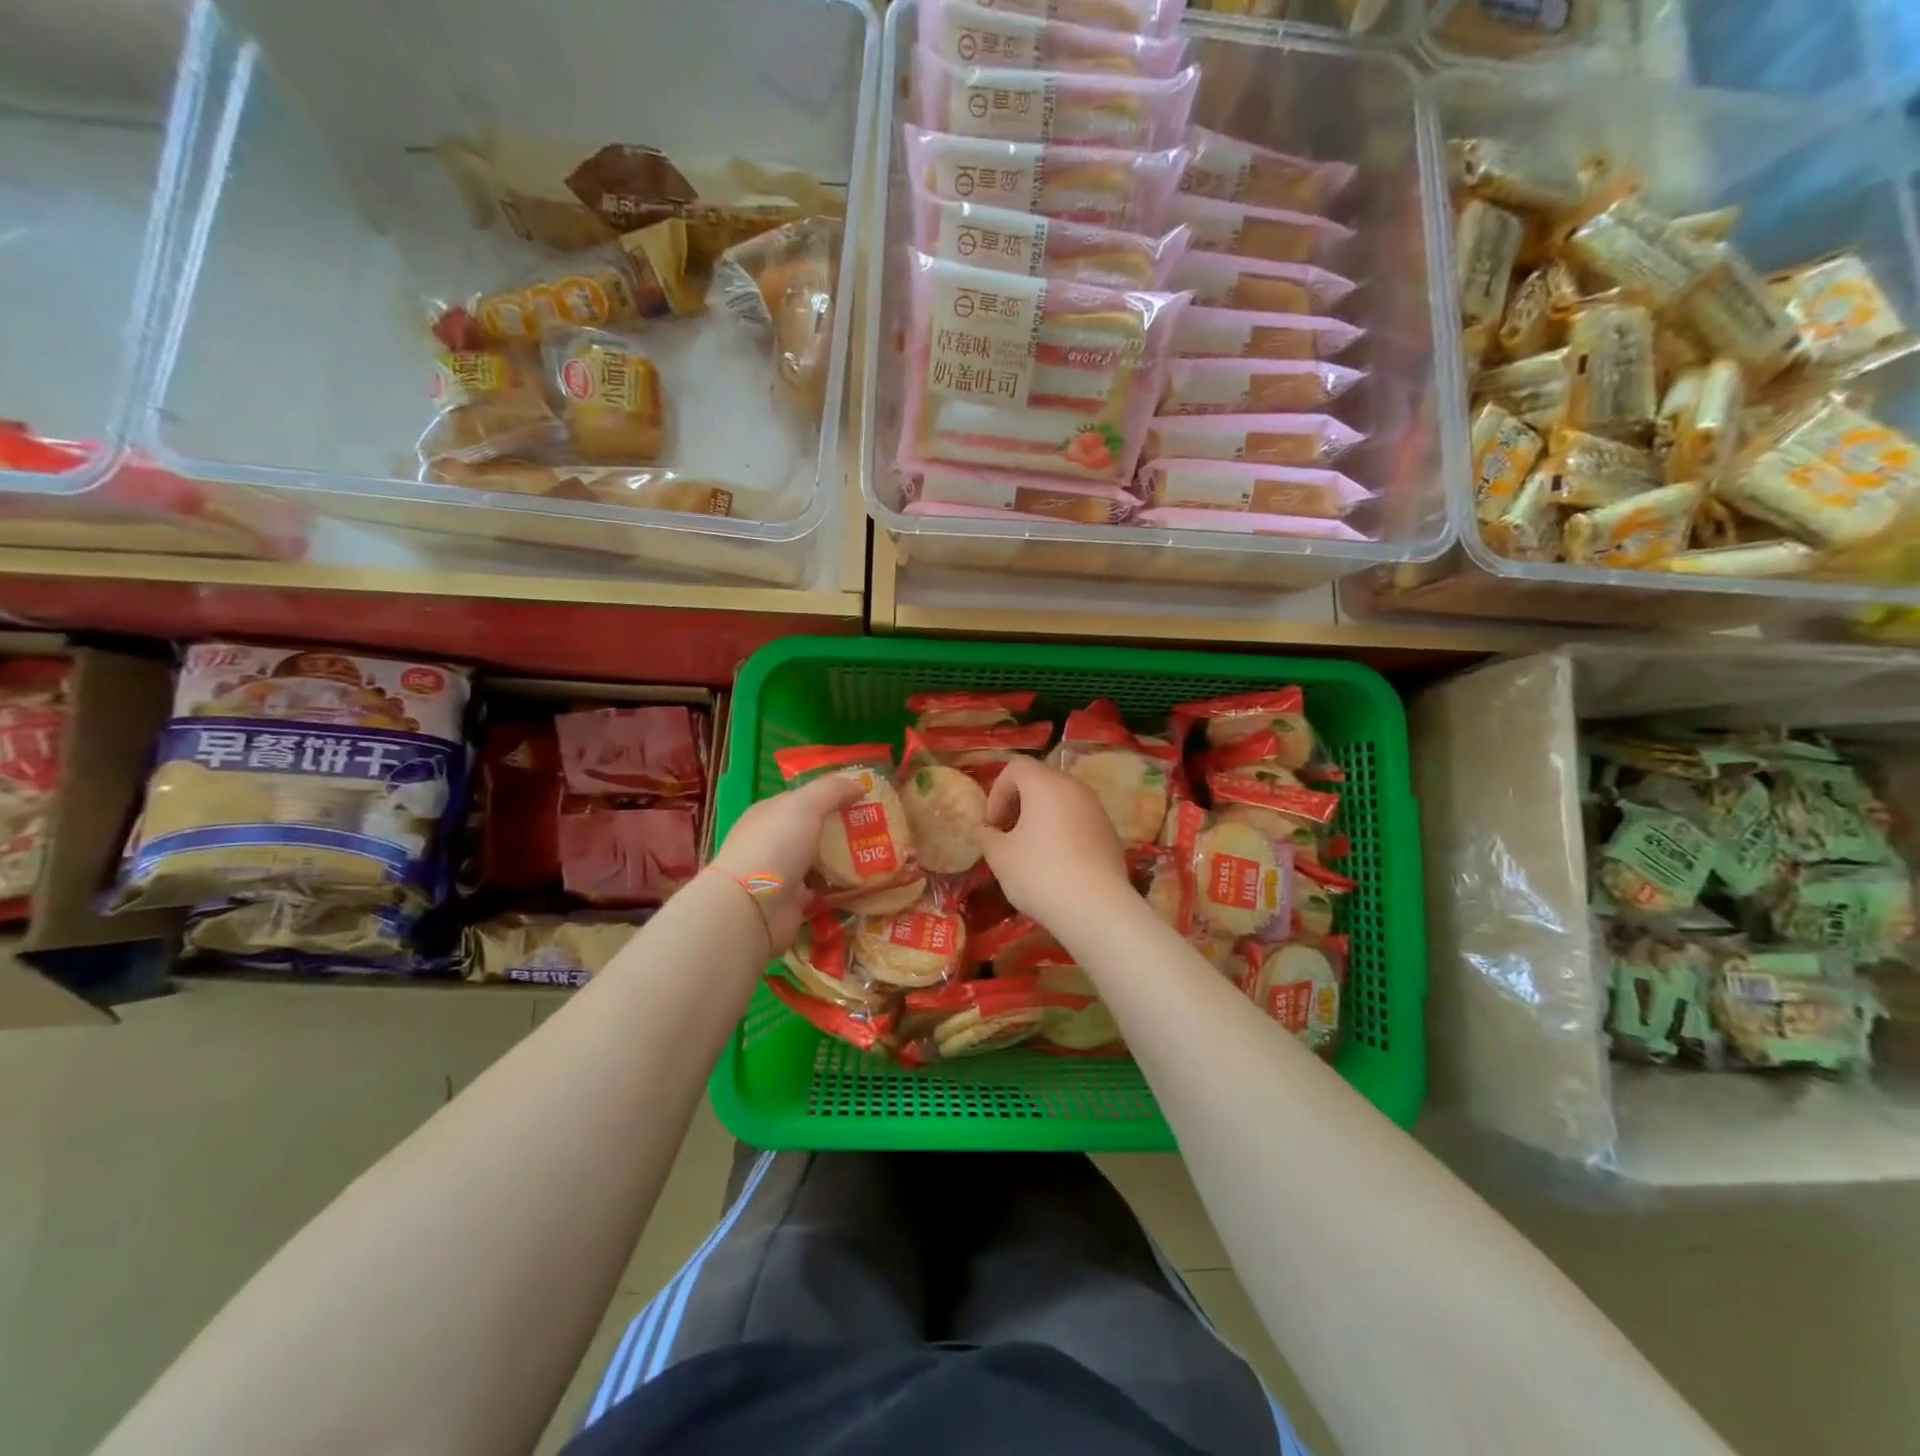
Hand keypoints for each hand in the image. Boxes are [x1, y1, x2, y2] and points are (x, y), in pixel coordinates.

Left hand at [709, 775, 864, 952]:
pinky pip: (823, 889)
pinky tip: (865, 882)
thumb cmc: (776, 845)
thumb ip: (833, 790)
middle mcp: (774, 841)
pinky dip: (840, 887)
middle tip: (879, 827)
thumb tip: (861, 784)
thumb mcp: (806, 805)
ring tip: (879, 854)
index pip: (804, 798)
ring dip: (844, 859)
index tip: (865, 797)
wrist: (753, 908)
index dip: (832, 795)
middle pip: (814, 829)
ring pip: (819, 860)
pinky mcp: (793, 902)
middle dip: (843, 828)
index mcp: (770, 813)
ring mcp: (782, 873)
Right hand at [978, 756, 1131, 930]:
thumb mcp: (1000, 857)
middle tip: (1007, 835)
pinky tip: (1057, 865)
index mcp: (1045, 784)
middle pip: (1041, 781)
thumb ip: (988, 836)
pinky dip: (1063, 833)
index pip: (1016, 767)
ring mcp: (1097, 810)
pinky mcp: (1110, 833)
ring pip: (1062, 802)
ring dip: (1042, 819)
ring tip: (1030, 852)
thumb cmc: (1039, 874)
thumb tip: (989, 831)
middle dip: (1019, 804)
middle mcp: (1074, 788)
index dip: (997, 792)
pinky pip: (1079, 822)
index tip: (993, 825)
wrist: (1096, 908)